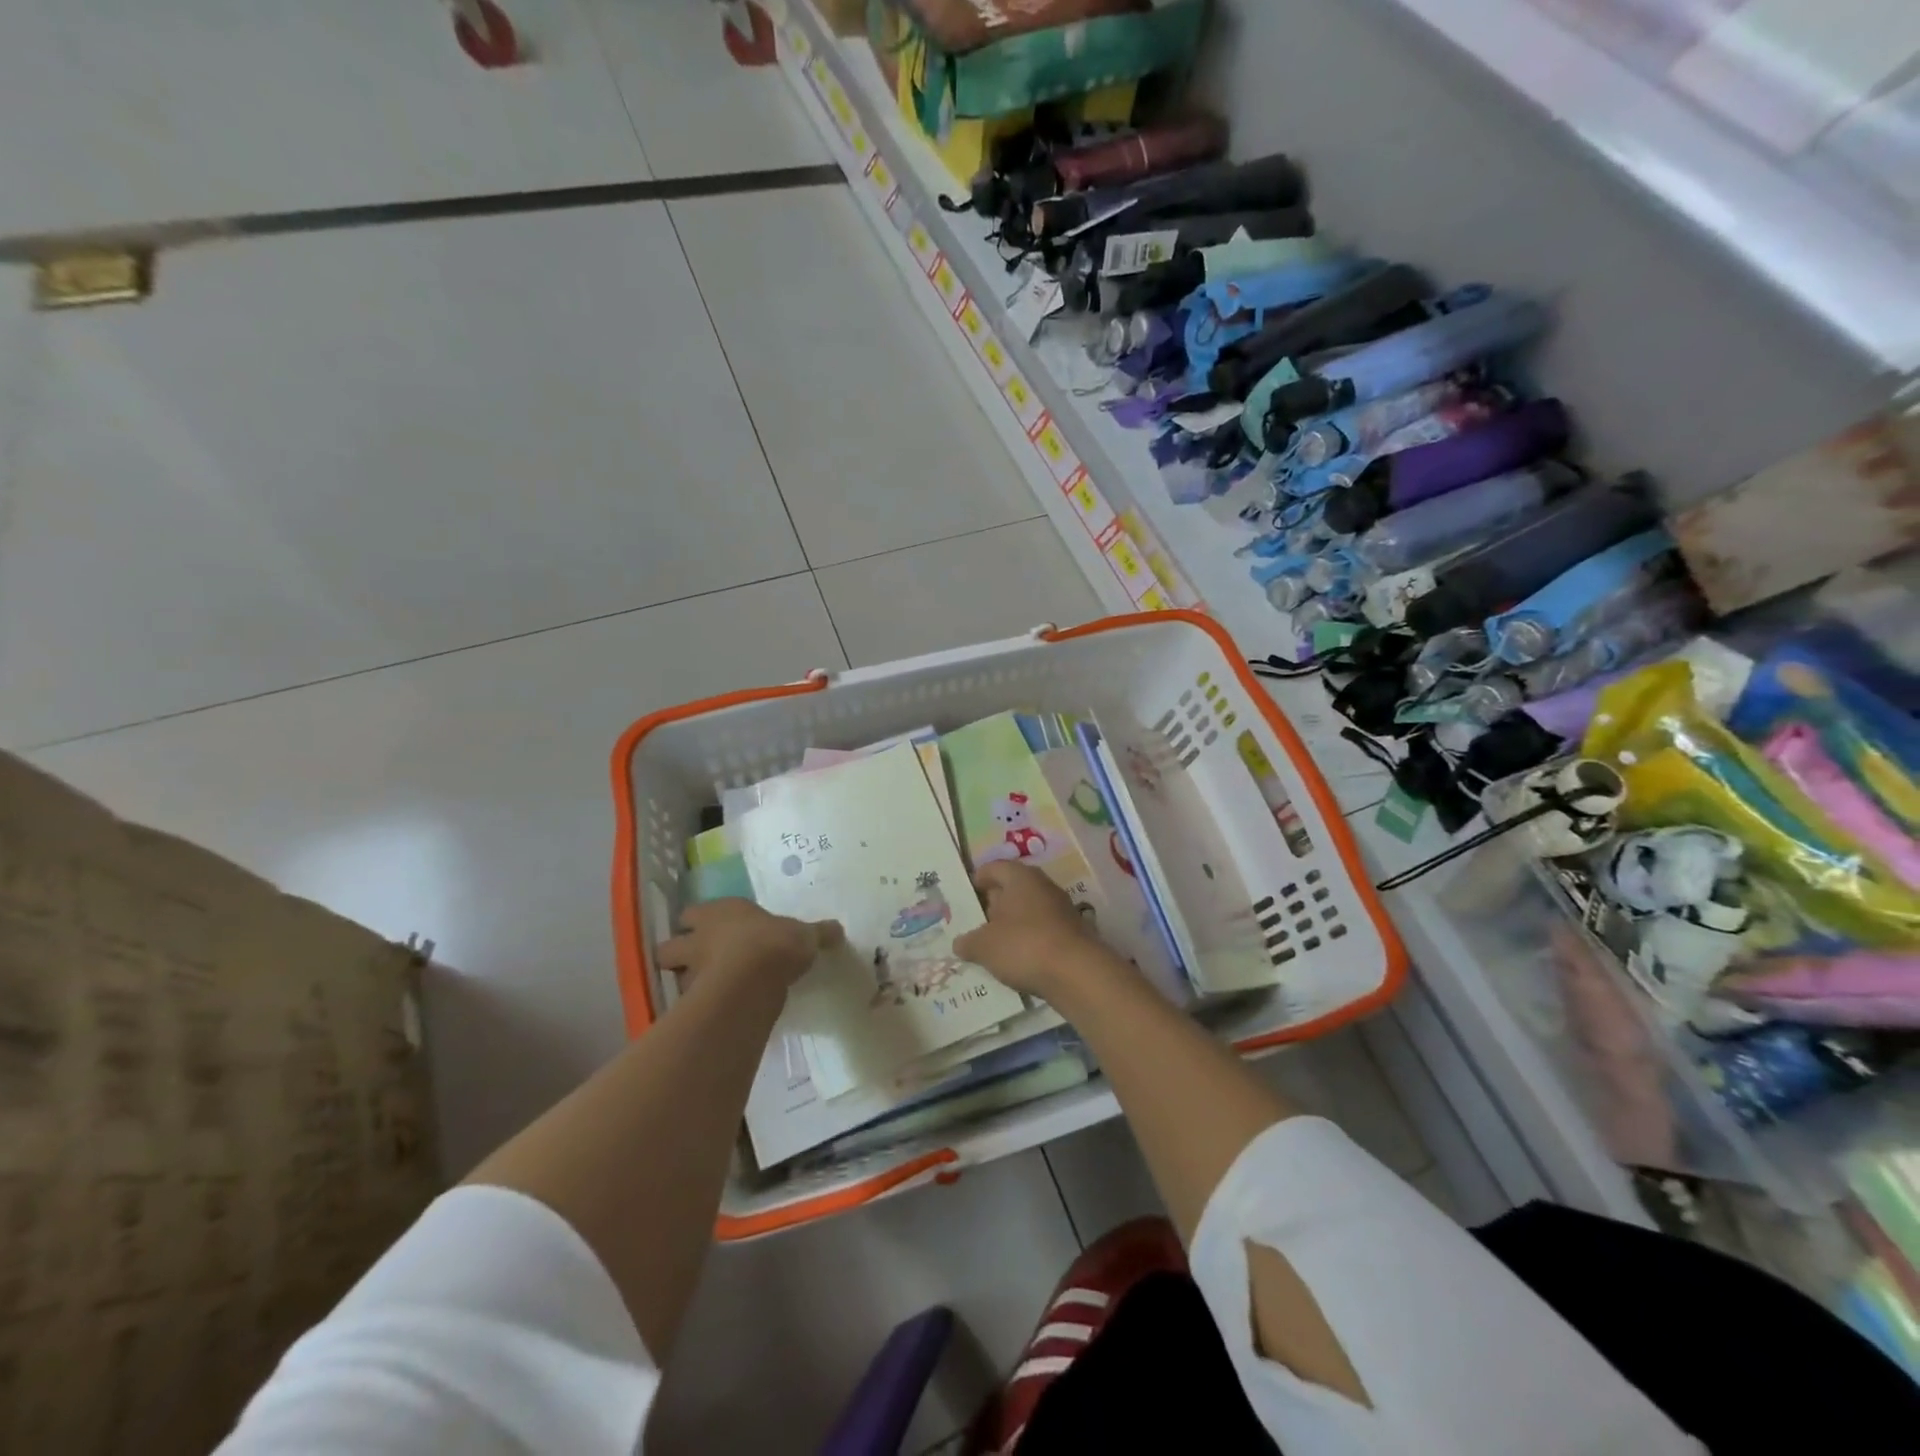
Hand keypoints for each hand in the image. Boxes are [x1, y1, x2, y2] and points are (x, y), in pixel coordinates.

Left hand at [655, 900, 841, 1005]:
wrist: (754, 979)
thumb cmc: (775, 943)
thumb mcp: (804, 935)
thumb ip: (817, 933)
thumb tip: (838, 930)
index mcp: (721, 913)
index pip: (692, 913)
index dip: (697, 922)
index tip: (709, 929)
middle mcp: (698, 939)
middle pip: (669, 945)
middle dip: (678, 953)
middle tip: (698, 962)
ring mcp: (691, 971)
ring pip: (673, 976)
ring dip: (685, 982)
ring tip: (705, 992)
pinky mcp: (692, 1002)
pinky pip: (686, 1006)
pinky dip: (695, 1009)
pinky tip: (712, 1014)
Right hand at [954, 862, 1100, 998]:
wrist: (1078, 973)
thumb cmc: (1024, 945)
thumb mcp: (984, 946)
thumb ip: (968, 942)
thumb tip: (959, 943)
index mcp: (1020, 876)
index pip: (993, 868)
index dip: (976, 881)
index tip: (963, 898)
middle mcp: (1042, 885)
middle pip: (1011, 889)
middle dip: (993, 905)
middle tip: (974, 924)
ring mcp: (1061, 908)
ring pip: (1027, 911)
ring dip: (1011, 925)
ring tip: (992, 946)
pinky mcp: (1072, 932)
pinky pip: (1042, 931)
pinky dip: (1028, 941)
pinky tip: (1017, 960)